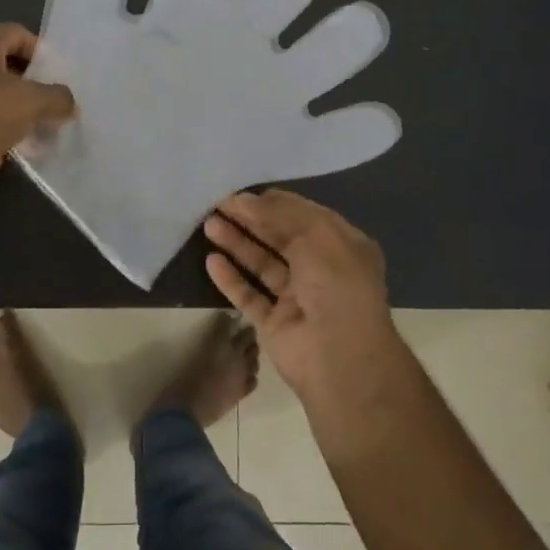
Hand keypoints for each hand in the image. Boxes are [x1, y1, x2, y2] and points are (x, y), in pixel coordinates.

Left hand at [0, 24, 76, 191]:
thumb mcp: (31, 103)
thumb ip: (57, 99)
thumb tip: (69, 103)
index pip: (17, 33)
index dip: (41, 52)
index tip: (55, 78)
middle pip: (0, 65)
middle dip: (26, 87)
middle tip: (44, 107)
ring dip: (6, 112)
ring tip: (25, 134)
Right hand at [203, 189, 402, 404]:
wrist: (340, 357)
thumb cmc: (336, 284)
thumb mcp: (316, 233)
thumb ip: (279, 212)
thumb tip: (246, 199)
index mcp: (341, 246)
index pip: (304, 216)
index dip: (274, 202)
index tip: (243, 192)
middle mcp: (320, 270)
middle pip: (279, 237)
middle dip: (250, 219)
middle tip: (218, 203)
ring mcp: (296, 298)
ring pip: (261, 264)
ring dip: (236, 243)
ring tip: (209, 224)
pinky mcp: (274, 323)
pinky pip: (248, 295)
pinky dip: (230, 278)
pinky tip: (211, 260)